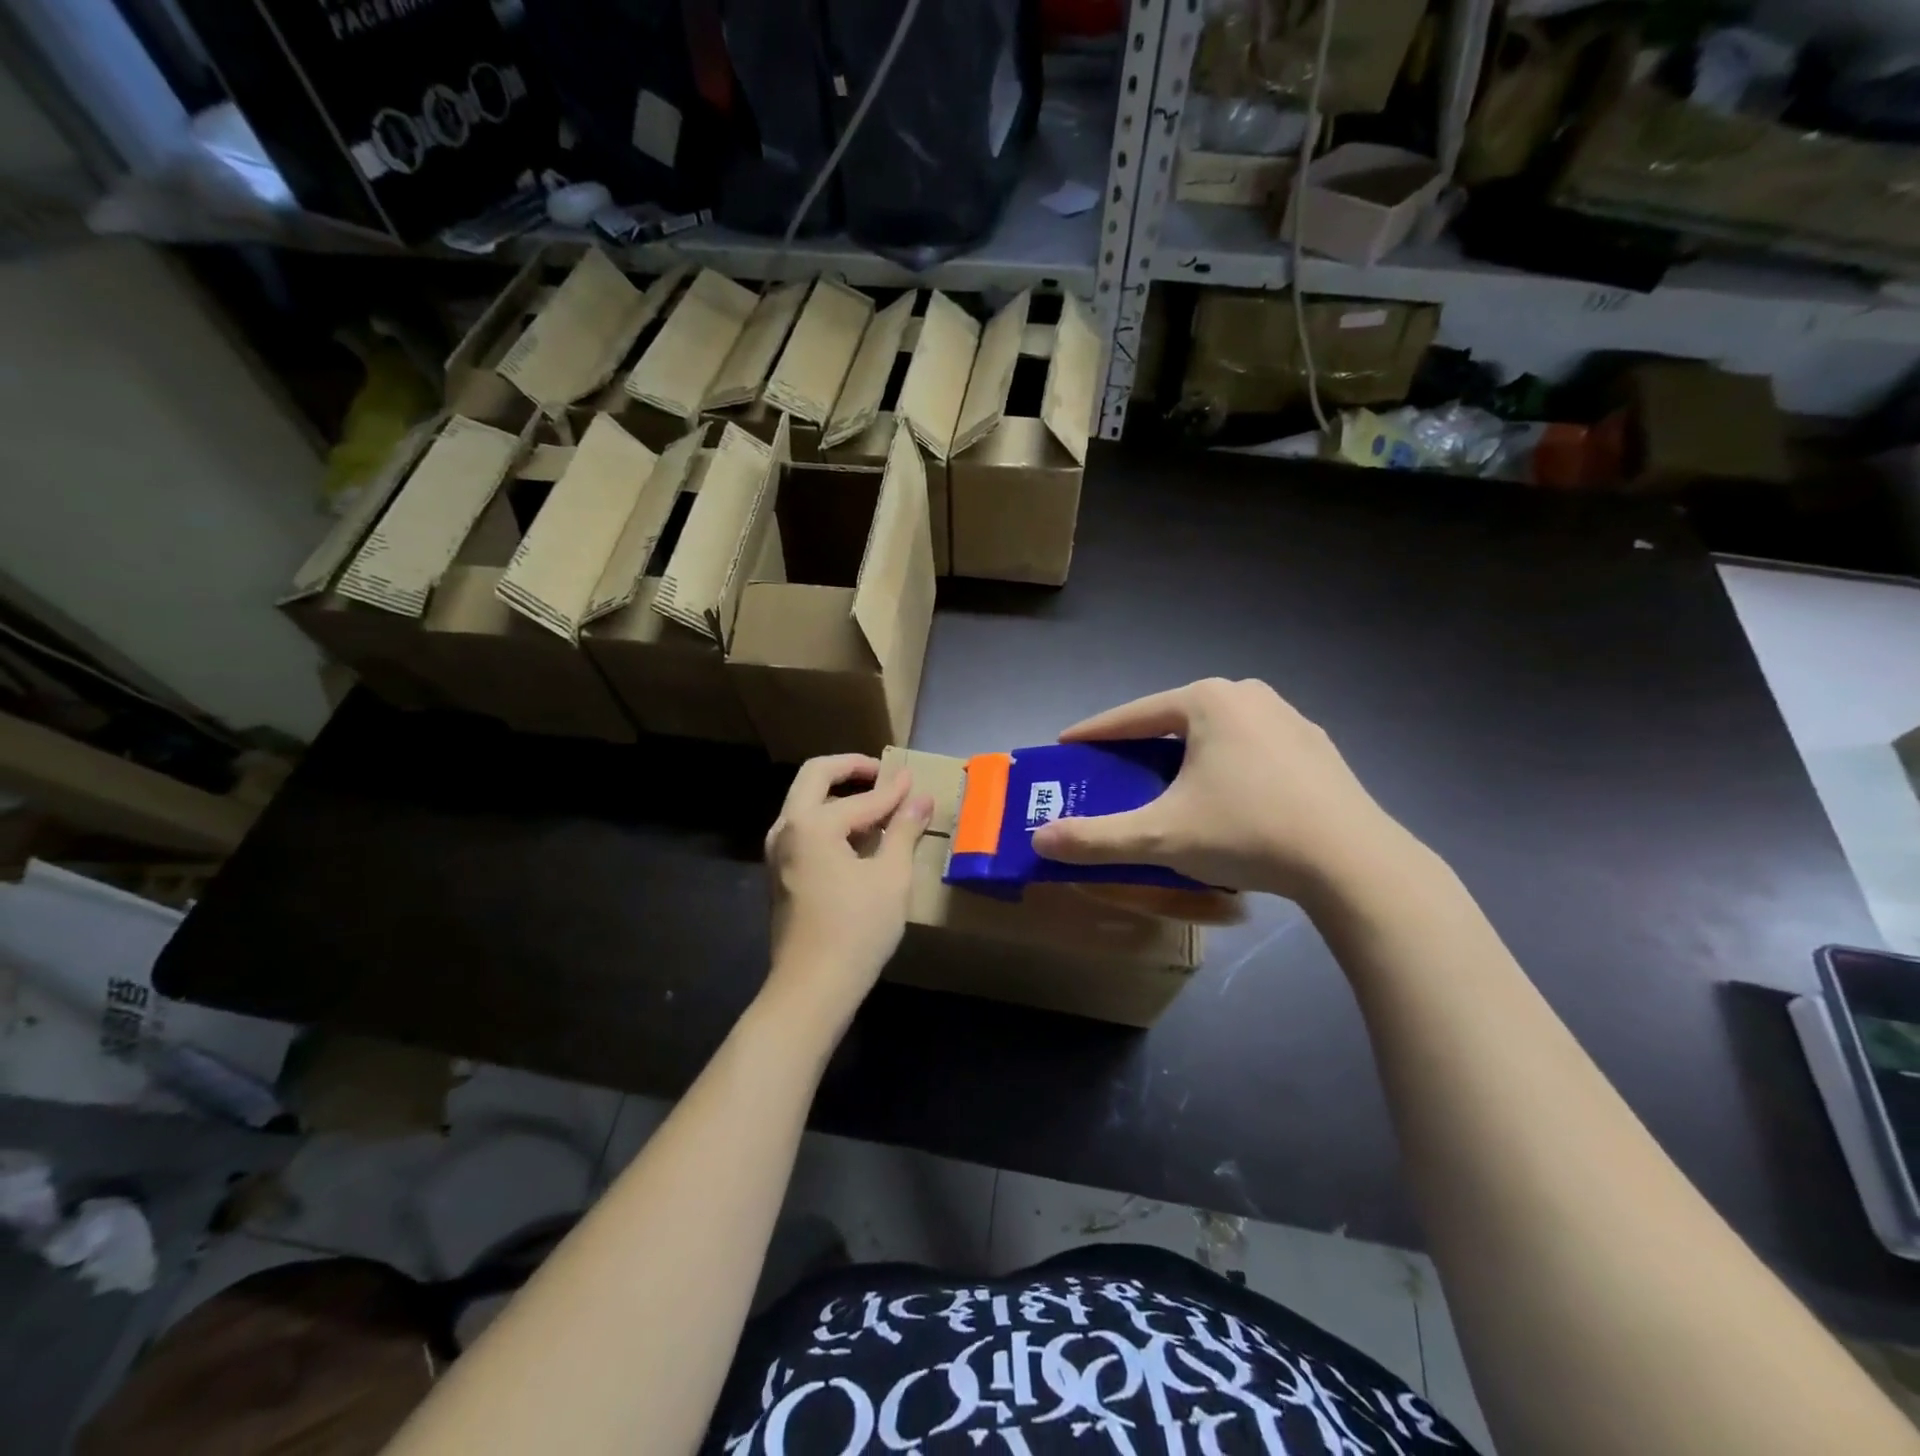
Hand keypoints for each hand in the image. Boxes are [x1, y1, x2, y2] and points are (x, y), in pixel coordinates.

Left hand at [763, 755, 932, 1025]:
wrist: (812, 988)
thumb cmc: (857, 929)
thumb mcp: (891, 877)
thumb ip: (904, 830)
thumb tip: (921, 796)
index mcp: (812, 823)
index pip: (862, 798)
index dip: (893, 790)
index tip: (915, 779)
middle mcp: (786, 828)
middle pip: (815, 778)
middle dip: (850, 769)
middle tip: (882, 774)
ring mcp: (777, 852)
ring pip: (805, 803)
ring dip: (837, 795)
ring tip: (875, 806)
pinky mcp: (779, 873)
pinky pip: (803, 828)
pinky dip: (828, 819)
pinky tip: (857, 838)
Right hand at [1030, 678, 1410, 903]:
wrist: (1353, 862)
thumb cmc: (1247, 832)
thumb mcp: (1161, 838)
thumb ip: (1096, 838)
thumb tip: (1039, 839)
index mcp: (1207, 701)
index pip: (1132, 715)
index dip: (1094, 733)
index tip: (1067, 746)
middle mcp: (1248, 695)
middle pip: (1174, 719)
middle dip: (1141, 743)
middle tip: (1115, 770)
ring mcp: (1288, 718)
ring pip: (1216, 732)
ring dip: (1185, 753)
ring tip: (1168, 783)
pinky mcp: (1315, 747)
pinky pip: (1251, 748)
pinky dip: (1226, 765)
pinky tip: (1226, 797)